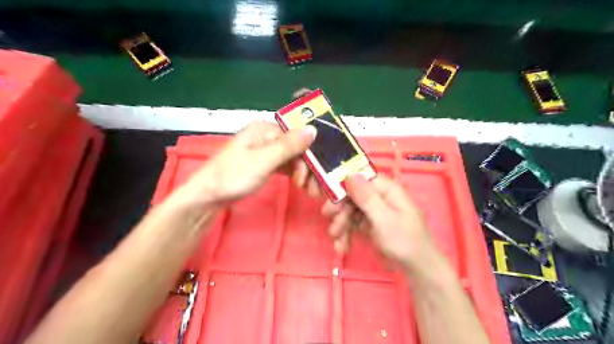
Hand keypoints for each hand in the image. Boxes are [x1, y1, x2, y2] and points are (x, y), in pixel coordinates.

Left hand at [176, 121, 315, 204]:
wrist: (208, 196)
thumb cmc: (233, 176)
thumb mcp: (263, 160)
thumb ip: (289, 146)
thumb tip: (314, 129)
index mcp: (265, 129)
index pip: (297, 136)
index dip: (309, 154)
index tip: (316, 174)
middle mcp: (267, 136)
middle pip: (297, 148)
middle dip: (307, 167)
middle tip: (312, 188)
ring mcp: (265, 150)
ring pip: (293, 158)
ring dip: (302, 172)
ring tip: (308, 189)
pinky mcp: (264, 163)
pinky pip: (285, 165)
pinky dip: (293, 174)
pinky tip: (300, 184)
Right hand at [323, 175, 432, 268]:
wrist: (417, 269)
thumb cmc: (404, 242)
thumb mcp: (384, 219)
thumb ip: (366, 197)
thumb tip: (350, 174)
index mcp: (387, 190)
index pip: (360, 180)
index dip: (343, 188)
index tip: (330, 202)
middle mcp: (380, 197)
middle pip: (353, 197)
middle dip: (340, 212)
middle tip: (332, 227)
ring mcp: (375, 211)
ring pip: (351, 211)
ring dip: (342, 226)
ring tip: (337, 242)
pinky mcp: (371, 223)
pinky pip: (354, 223)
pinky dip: (347, 234)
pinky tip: (342, 247)